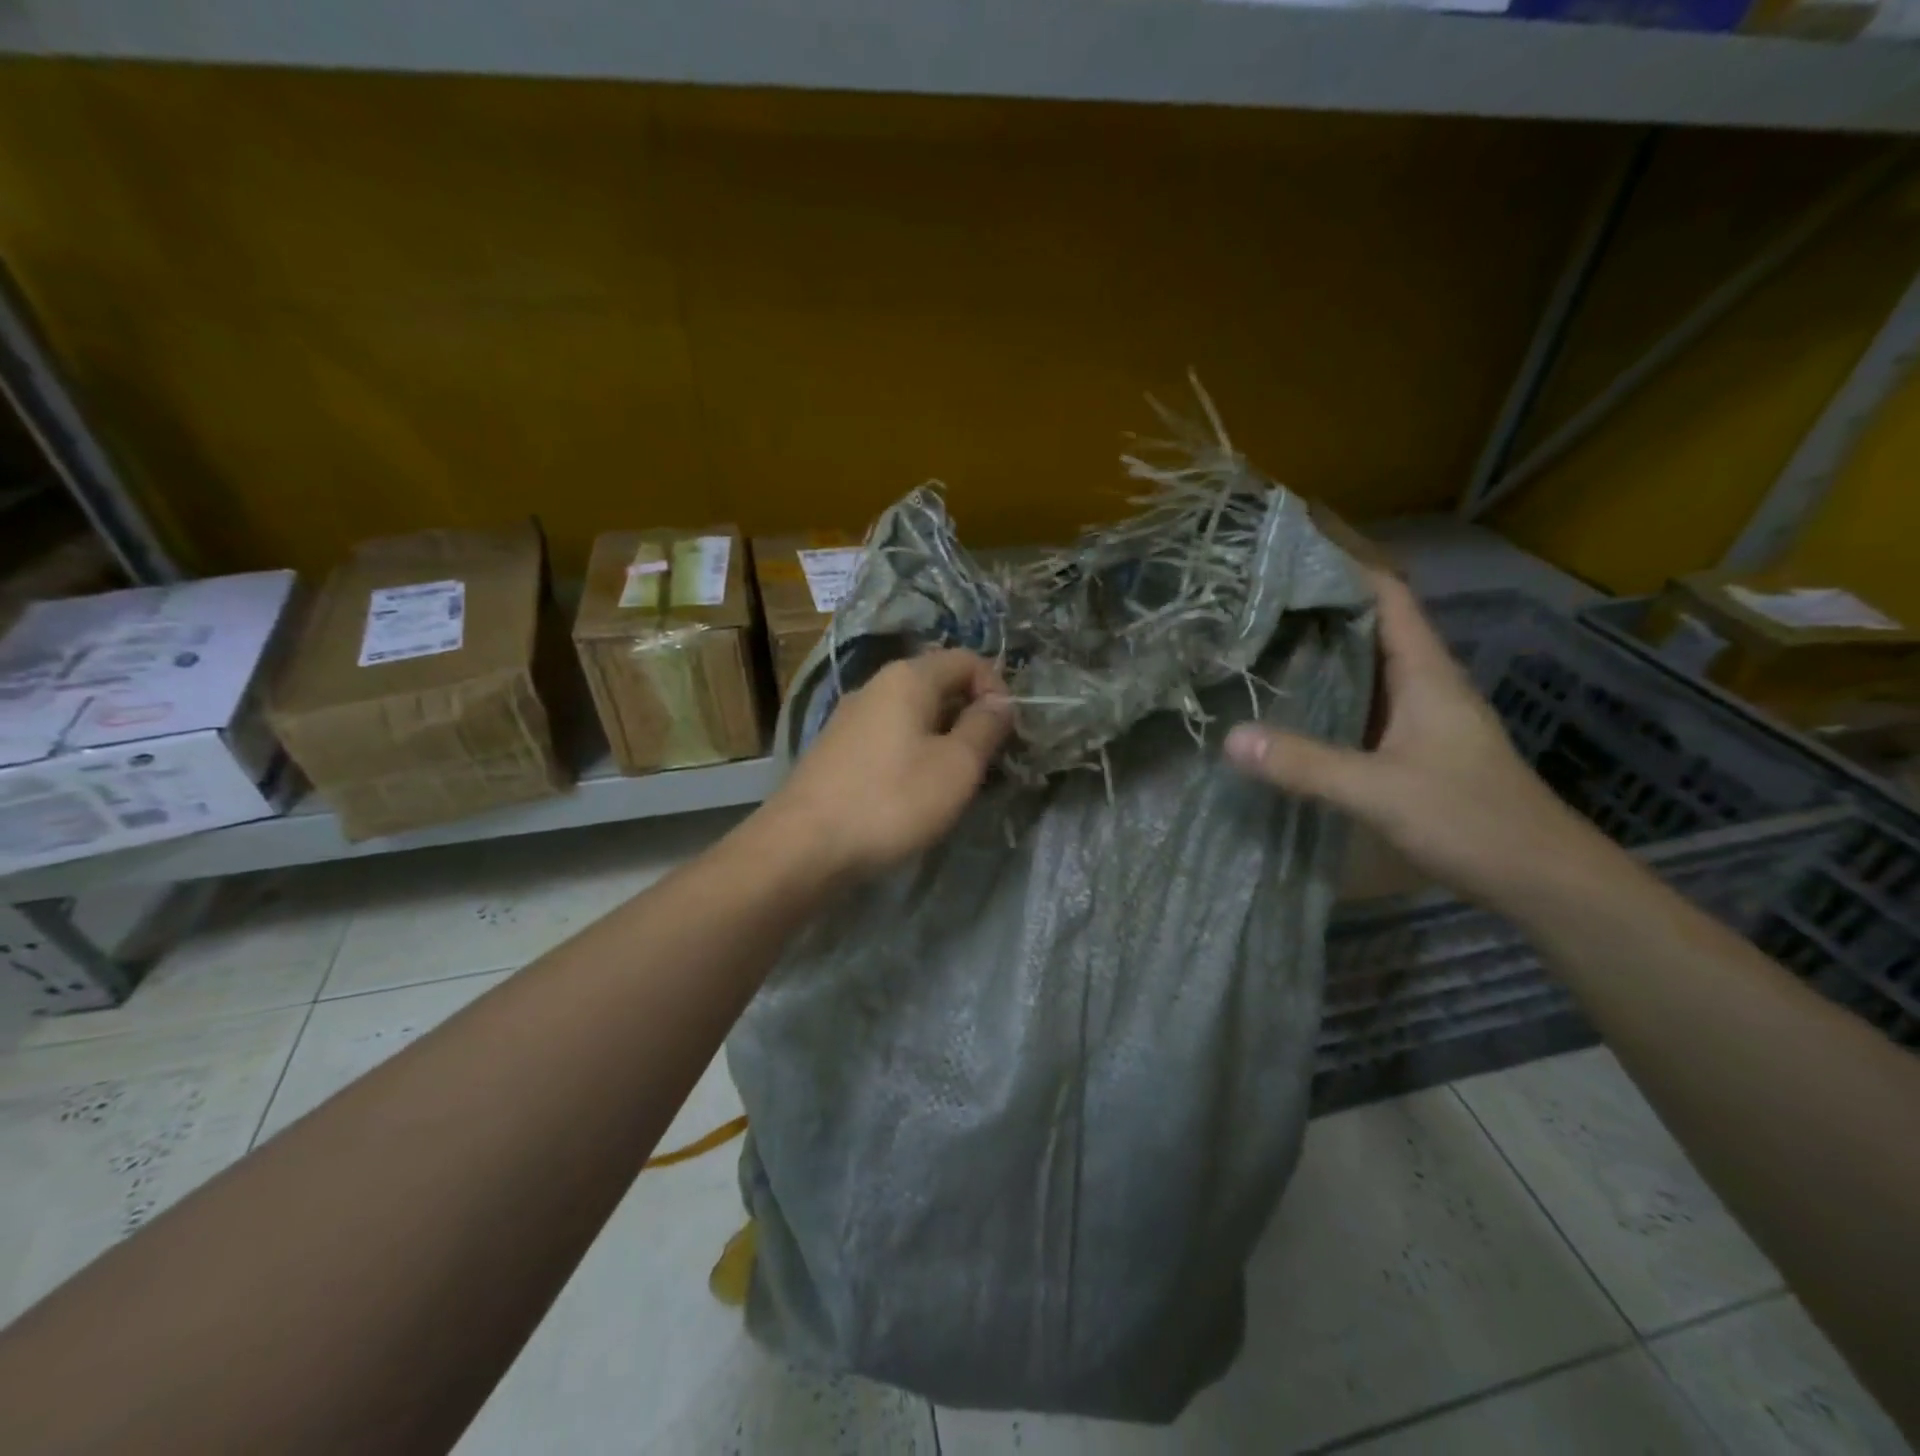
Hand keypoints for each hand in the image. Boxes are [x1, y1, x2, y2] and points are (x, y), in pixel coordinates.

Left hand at [765, 648, 1013, 880]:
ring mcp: (851, 718)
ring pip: (913, 716)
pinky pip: (890, 738)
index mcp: (908, 678)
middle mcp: (876, 686)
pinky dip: (913, 755)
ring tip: (955, 783)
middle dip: (971, 717)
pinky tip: (914, 793)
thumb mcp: (956, 767)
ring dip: (944, 740)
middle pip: (939, 685)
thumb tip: (1001, 701)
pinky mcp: (837, 750)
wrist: (803, 846)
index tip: (1007, 734)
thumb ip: (985, 728)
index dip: (997, 689)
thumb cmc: (891, 801)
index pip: (967, 660)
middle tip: (988, 763)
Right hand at [1225, 571, 1605, 910]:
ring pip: (1366, 667)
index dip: (1348, 566)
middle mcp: (1425, 685)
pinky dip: (1328, 694)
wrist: (1542, 880)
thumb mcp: (1380, 791)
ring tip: (1262, 642)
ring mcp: (1421, 719)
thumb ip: (1306, 764)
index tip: (1293, 551)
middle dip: (1320, 607)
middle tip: (1257, 600)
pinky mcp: (1413, 749)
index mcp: (1427, 674)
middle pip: (1372, 626)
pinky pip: (1363, 705)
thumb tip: (1230, 737)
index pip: (1389, 597)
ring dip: (1322, 651)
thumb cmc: (1472, 820)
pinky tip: (1292, 706)